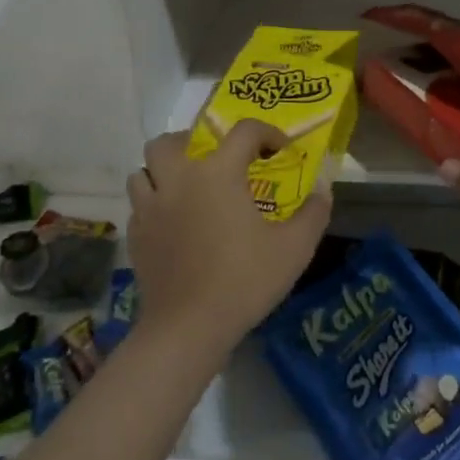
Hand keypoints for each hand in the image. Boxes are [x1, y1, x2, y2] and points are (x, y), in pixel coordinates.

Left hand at [129, 121, 332, 357]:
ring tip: (185, 188)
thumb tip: (323, 188)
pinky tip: (171, 223)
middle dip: (191, 142)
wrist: (188, 328)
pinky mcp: (136, 236)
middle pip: (170, 141)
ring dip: (163, 172)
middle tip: (213, 160)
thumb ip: (314, 213)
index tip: (280, 150)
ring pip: (143, 171)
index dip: (267, 133)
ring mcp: (151, 208)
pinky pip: (139, 205)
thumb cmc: (244, 281)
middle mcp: (179, 179)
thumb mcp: (294, 249)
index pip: (244, 131)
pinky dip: (153, 205)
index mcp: (218, 173)